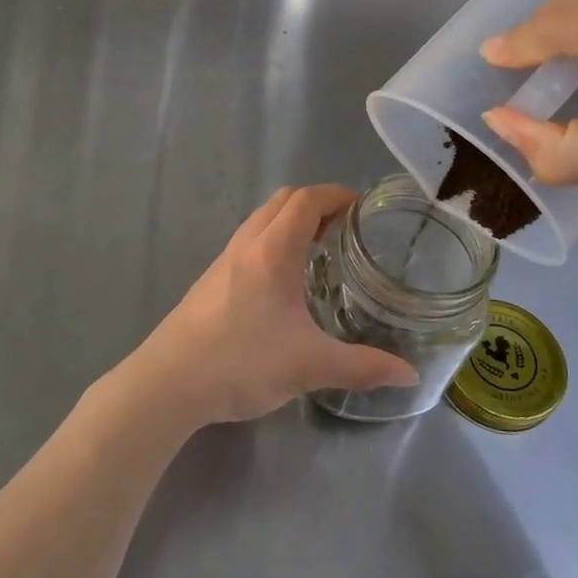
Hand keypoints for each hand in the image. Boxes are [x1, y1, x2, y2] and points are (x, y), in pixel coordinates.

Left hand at [121, 185, 419, 427]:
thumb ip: (363, 367)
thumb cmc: (241, 363)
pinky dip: (273, 240)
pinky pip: (249, 241)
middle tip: (347, 228)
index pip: (306, 200)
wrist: (168, 382)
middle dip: (317, 203)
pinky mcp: (210, 280)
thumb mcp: (309, 366)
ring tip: (320, 249)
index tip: (363, 207)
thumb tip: (410, 375)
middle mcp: (247, 245)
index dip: (336, 195)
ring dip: (292, 221)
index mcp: (272, 251)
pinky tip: (284, 280)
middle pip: (282, 201)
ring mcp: (224, 260)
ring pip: (262, 220)